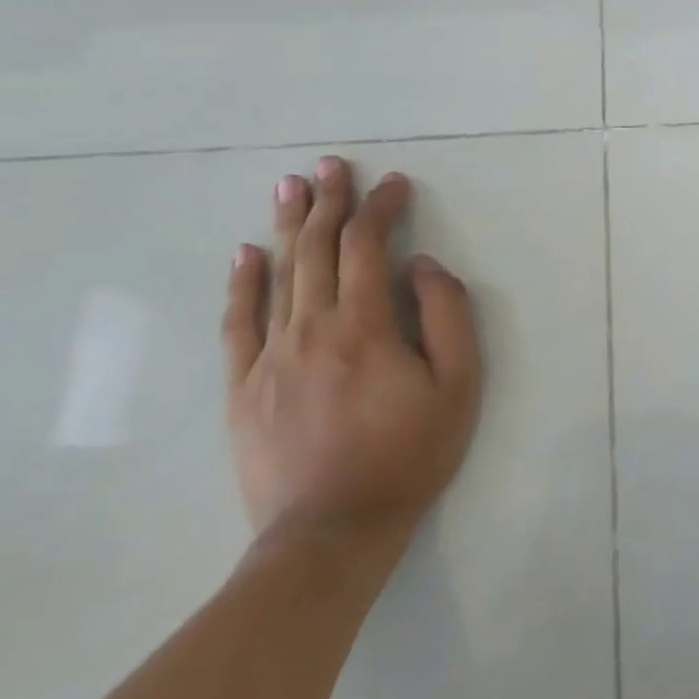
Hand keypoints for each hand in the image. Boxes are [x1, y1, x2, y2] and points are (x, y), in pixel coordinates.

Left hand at [223, 157, 481, 559]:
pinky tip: (245, 254)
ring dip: (288, 226)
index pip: (369, 247)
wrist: (330, 534)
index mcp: (365, 326)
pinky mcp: (243, 389)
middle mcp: (311, 330)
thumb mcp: (459, 384)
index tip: (395, 183)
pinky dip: (242, 285)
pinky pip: (238, 325)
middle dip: (330, 202)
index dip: (381, 208)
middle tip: (332, 164)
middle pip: (319, 250)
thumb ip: (447, 315)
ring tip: (290, 185)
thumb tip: (422, 266)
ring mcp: (270, 359)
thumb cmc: (408, 454)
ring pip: (278, 276)